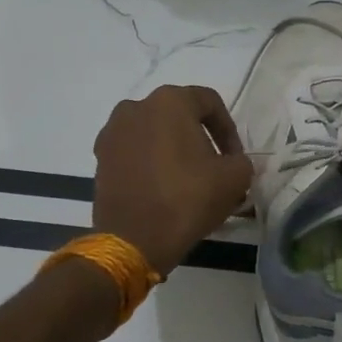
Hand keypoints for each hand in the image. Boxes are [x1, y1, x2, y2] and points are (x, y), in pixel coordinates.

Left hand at [92, 85, 254, 276]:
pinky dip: (150, 163)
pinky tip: (162, 189)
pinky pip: (134, 152)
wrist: (134, 240)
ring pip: (154, 134)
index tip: (234, 158)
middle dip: (199, 139)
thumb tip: (232, 163)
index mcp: (169, 101)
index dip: (228, 129)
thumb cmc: (188, 199)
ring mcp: (112, 133)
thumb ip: (241, 161)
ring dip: (173, 150)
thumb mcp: (235, 178)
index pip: (209, 102)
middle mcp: (136, 107)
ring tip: (187, 180)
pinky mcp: (100, 159)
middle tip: (214, 168)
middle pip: (178, 116)